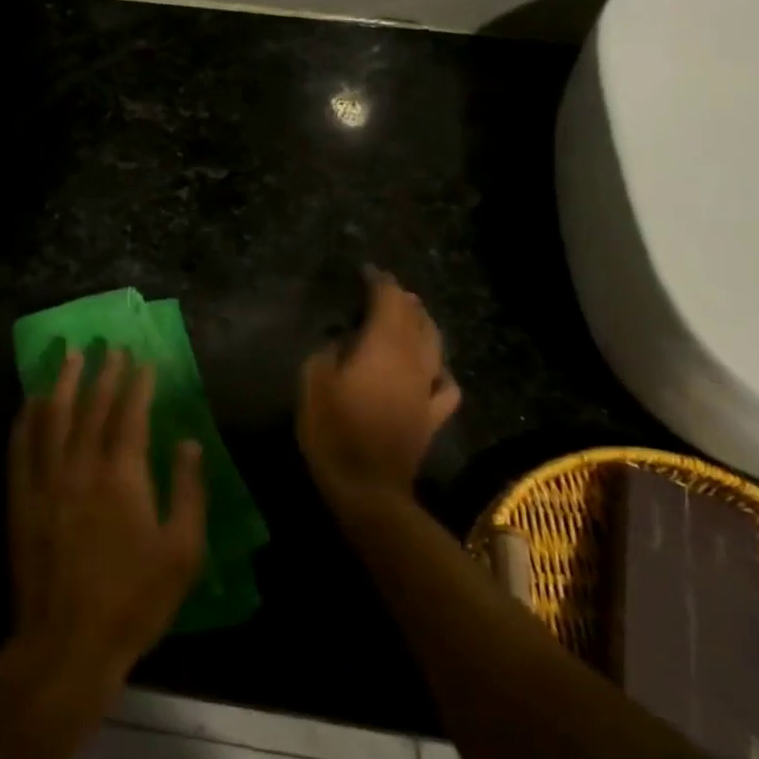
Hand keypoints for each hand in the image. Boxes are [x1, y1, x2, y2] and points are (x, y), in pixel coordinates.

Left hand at [4, 350, 206, 700]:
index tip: (143, 359)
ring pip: (52, 417)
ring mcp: (45, 481)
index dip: (138, 384)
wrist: (67, 642)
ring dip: (61, 382)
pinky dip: (26, 418)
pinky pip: (20, 447)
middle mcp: (81, 468)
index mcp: (123, 477)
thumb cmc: (134, 601)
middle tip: (109, 346)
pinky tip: (30, 401)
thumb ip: (189, 492)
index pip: (131, 415)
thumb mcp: (182, 553)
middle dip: (103, 372)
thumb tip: (189, 442)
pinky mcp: (21, 499)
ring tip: (68, 354)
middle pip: (91, 407)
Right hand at [297, 268, 460, 522]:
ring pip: (434, 344)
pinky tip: (433, 370)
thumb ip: (328, 352)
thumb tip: (342, 340)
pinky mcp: (432, 416)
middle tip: (385, 288)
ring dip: (423, 324)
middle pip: (415, 318)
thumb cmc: (333, 431)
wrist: (368, 487)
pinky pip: (445, 384)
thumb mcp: (313, 383)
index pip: (388, 301)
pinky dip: (439, 369)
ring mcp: (427, 389)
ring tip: (411, 315)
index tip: (365, 271)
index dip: (378, 282)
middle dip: (402, 299)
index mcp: (383, 347)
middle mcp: (413, 360)